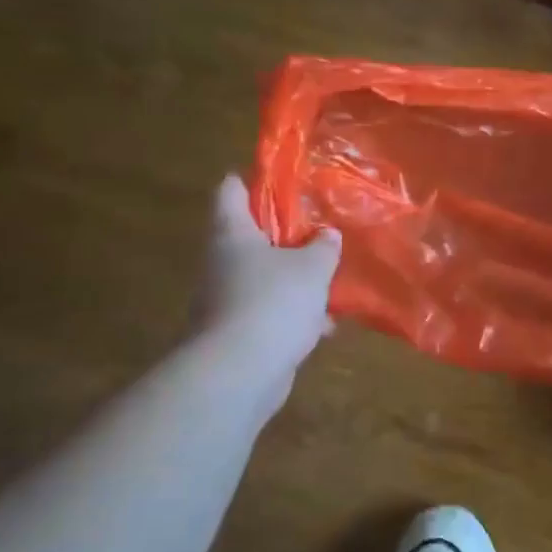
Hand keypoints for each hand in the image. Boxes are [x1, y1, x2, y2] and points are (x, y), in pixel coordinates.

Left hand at [202, 175, 340, 386]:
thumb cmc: (273, 302)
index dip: (254, 179)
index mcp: (232, 234)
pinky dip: (293, 315)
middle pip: (251, 236)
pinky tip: (323, 326)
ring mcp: (225, 300)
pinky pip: (269, 313)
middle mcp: (221, 262)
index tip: (283, 179)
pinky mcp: (236, 333)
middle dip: (287, 236)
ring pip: (264, 278)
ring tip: (330, 282)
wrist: (240, 372)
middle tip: (321, 233)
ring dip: (294, 280)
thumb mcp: (312, 267)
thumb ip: (323, 247)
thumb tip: (327, 235)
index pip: (230, 190)